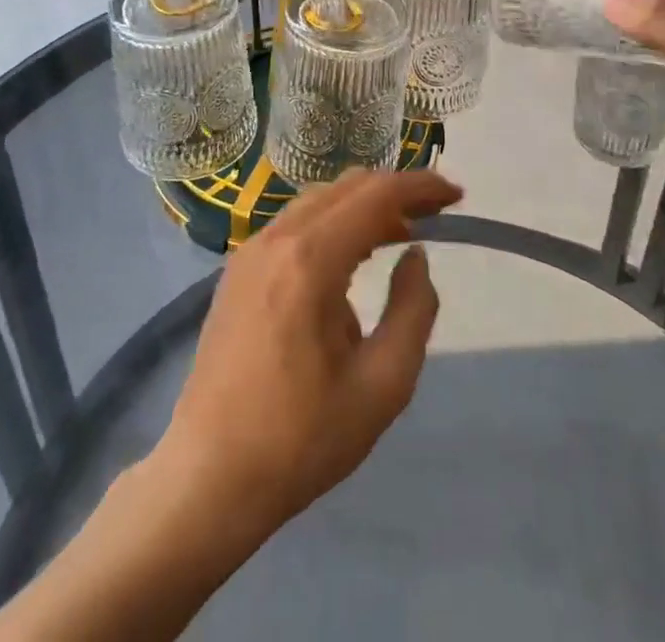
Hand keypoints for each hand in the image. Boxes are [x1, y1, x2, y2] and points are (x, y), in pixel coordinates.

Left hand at [151, 168, 463, 538]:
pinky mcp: (237, 270)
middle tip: (435, 214)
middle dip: (395, 192)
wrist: (208, 478)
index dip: (421, 187)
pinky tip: (350, 256)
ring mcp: (250, 251)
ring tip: (400, 233)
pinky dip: (333, 223)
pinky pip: (295, 224)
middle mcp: (276, 239)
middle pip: (347, 188)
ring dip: (363, 206)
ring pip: (319, 201)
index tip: (456, 196)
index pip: (376, 195)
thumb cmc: (300, 439)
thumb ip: (413, 310)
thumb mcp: (382, 386)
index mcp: (310, 260)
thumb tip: (415, 256)